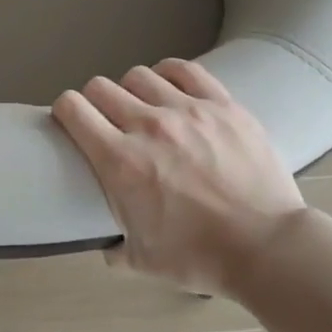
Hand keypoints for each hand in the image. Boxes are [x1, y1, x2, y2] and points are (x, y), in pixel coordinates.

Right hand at [52, 59, 306, 294]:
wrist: (267, 247)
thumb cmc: (201, 257)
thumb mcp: (143, 261)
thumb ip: (115, 249)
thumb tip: (107, 245)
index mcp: (120, 162)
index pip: (73, 109)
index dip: (64, 110)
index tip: (70, 120)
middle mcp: (148, 126)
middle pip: (102, 87)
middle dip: (95, 101)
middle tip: (106, 120)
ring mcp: (188, 111)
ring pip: (140, 75)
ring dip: (132, 90)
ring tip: (142, 107)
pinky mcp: (222, 105)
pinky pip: (185, 70)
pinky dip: (169, 74)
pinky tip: (170, 88)